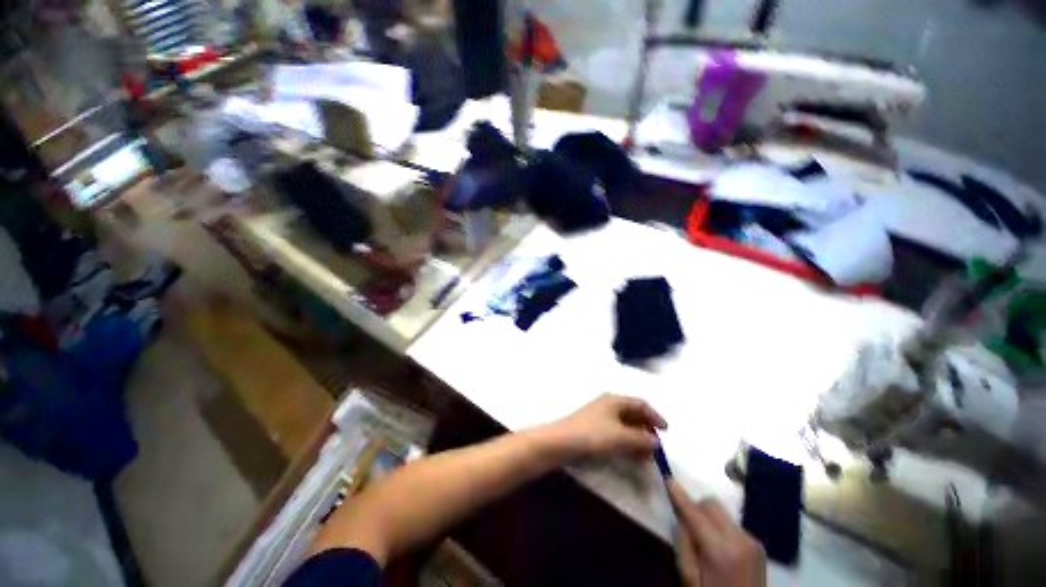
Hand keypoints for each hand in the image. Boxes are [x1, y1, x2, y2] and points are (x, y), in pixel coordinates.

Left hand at [547, 394, 666, 459]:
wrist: (561, 443)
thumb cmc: (593, 435)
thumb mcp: (621, 437)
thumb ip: (642, 439)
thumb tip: (657, 441)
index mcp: (615, 400)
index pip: (641, 403)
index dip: (655, 416)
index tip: (666, 432)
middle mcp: (608, 405)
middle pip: (633, 414)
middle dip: (647, 430)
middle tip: (656, 448)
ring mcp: (600, 417)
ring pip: (625, 426)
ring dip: (638, 439)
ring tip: (646, 457)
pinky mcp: (594, 429)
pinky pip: (616, 434)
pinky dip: (627, 443)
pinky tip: (631, 456)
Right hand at [667, 482, 765, 586]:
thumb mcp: (689, 577)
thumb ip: (684, 544)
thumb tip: (681, 517)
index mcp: (720, 550)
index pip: (694, 512)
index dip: (679, 495)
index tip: (667, 479)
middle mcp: (739, 539)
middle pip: (711, 503)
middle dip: (696, 507)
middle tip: (688, 526)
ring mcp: (752, 541)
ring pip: (721, 512)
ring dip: (708, 518)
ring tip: (706, 541)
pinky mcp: (758, 545)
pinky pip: (731, 524)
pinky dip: (720, 528)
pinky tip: (721, 549)